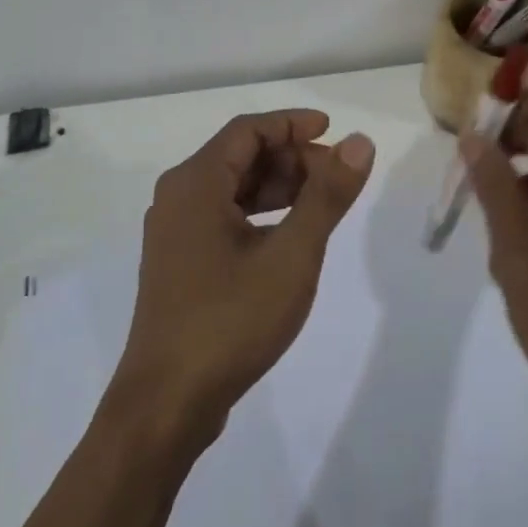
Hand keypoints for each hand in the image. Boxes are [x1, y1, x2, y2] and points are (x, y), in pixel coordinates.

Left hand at [113, 109, 374, 441]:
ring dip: (277, 187)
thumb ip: (327, 196)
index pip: (248, 130)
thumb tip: (359, 143)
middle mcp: (178, 197)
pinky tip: (288, 237)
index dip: (293, 124)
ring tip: (321, 204)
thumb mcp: (292, 255)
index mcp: (195, 183)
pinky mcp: (179, 262)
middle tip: (336, 176)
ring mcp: (174, 232)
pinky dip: (258, 214)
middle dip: (290, 158)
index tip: (334, 131)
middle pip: (239, 156)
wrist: (167, 402)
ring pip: (231, 188)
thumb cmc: (231, 320)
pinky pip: (222, 217)